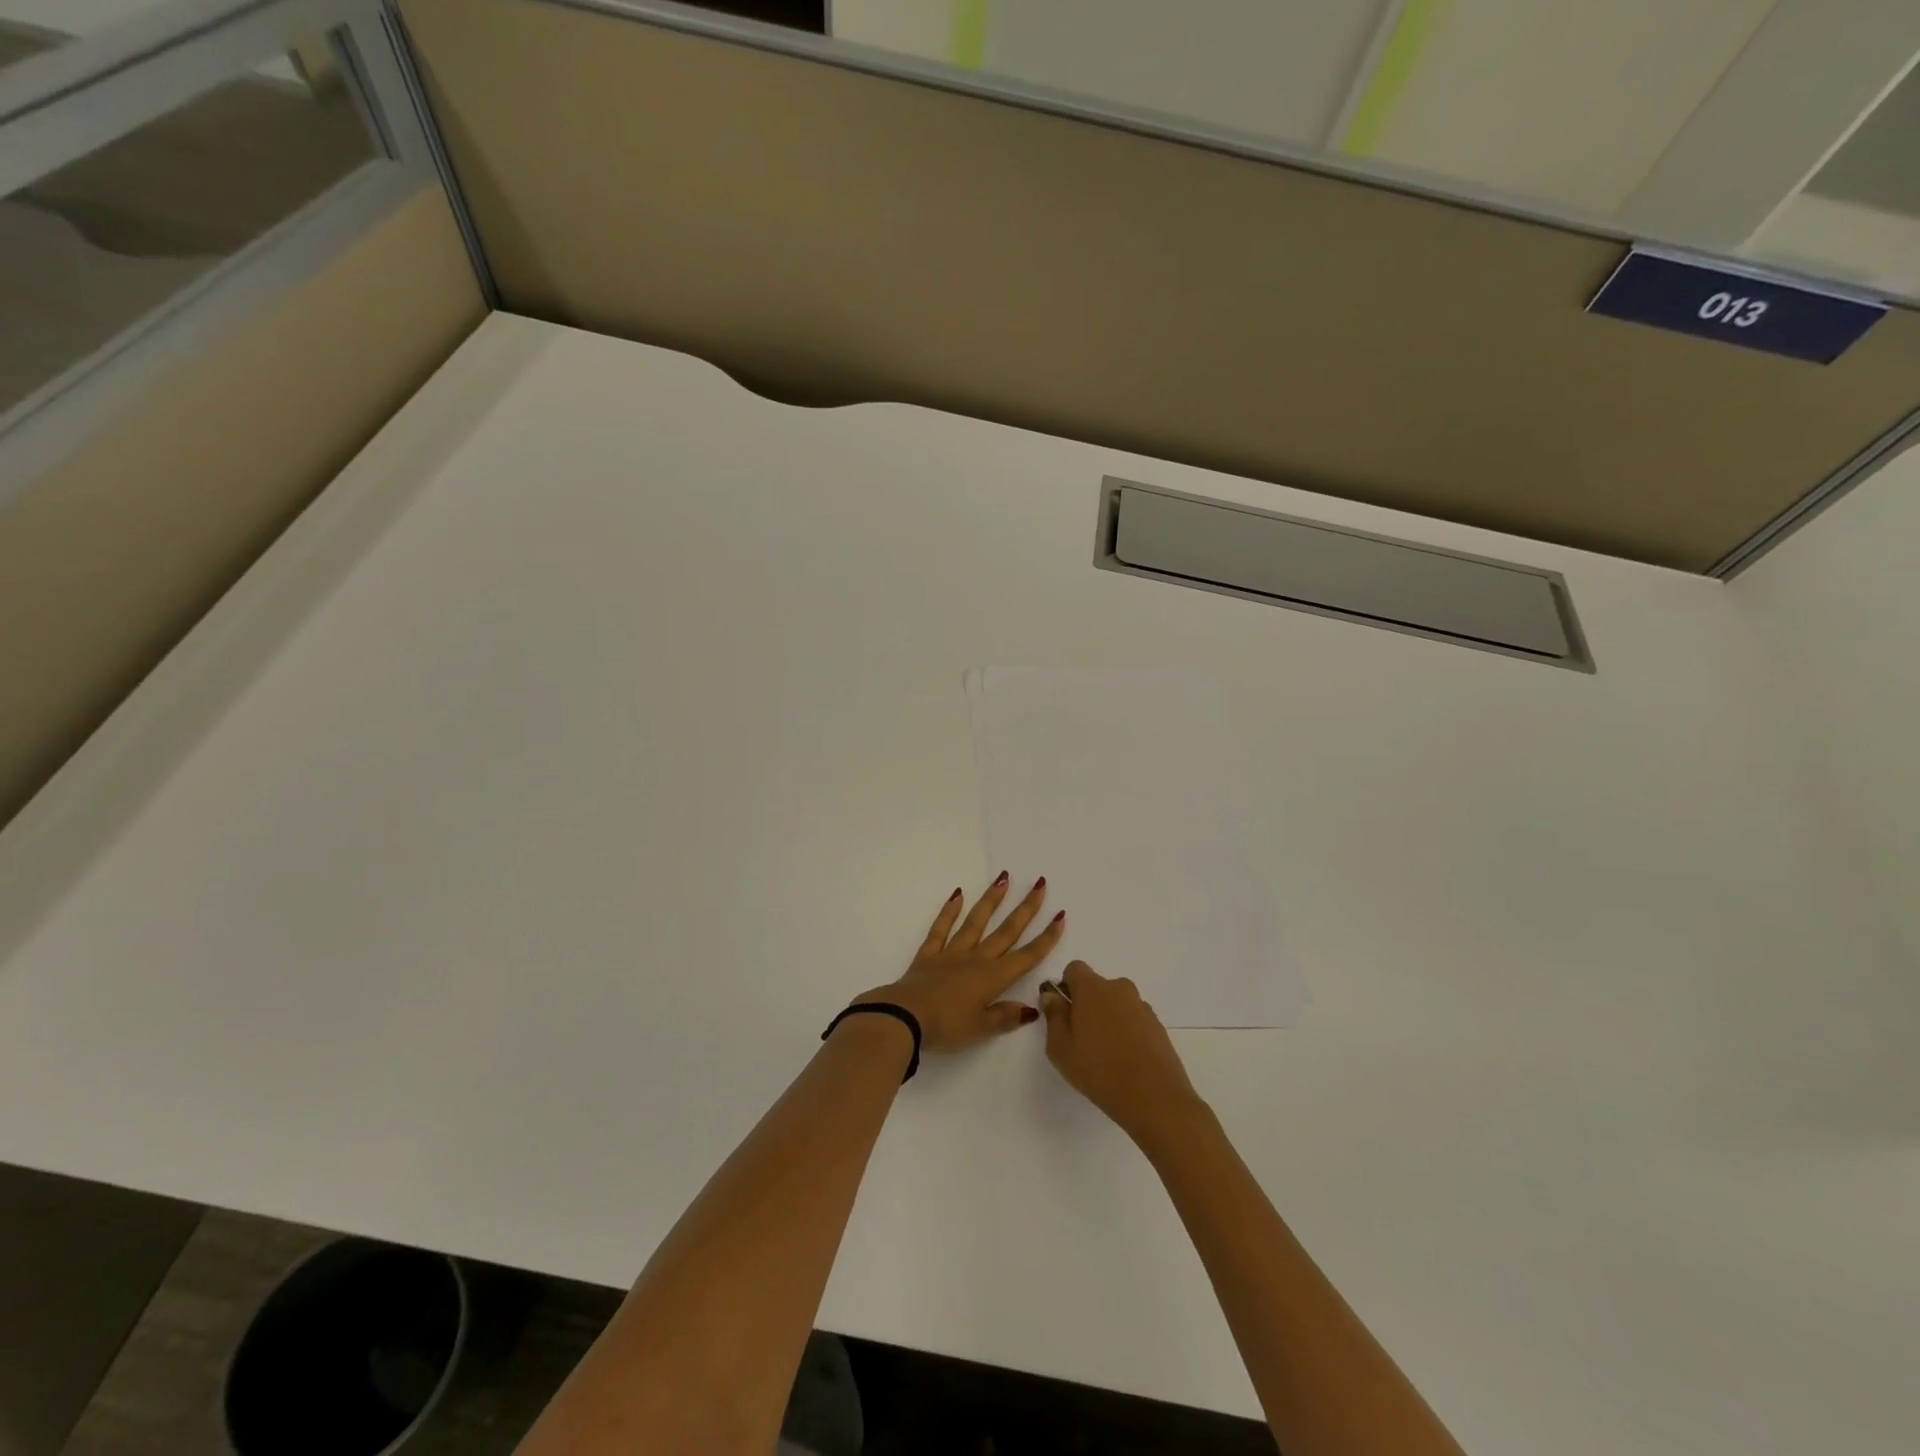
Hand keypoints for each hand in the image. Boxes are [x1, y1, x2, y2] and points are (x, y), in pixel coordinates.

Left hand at [854, 876, 1063, 1053]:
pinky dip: (950, 910)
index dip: (1046, 938)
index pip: (1026, 956)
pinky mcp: (929, 953)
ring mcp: (952, 953)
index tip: (1060, 916)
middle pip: (1006, 931)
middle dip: (1026, 908)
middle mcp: (976, 959)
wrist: (904, 1018)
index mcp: (993, 978)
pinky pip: (941, 928)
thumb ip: (1005, 1017)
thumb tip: (1032, 1008)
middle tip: (1040, 884)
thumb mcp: (980, 1029)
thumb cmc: (946, 1027)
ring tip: (1004, 878)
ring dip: (992, 900)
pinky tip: (958, 893)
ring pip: (976, 921)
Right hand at [1038, 960, 1204, 1143]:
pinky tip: (1125, 1060)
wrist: (1154, 1097)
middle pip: (1097, 986)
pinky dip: (1126, 1031)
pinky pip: (1134, 1019)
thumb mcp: (1060, 1048)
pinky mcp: (1157, 1025)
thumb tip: (1052, 995)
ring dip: (1108, 1018)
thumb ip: (1053, 1016)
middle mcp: (1119, 988)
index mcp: (1092, 988)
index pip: (1075, 969)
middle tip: (1081, 1038)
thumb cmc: (1098, 1070)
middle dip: (1087, 1004)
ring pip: (1116, 1003)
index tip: (1064, 1012)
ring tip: (1105, 1054)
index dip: (1066, 986)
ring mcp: (1142, 1006)